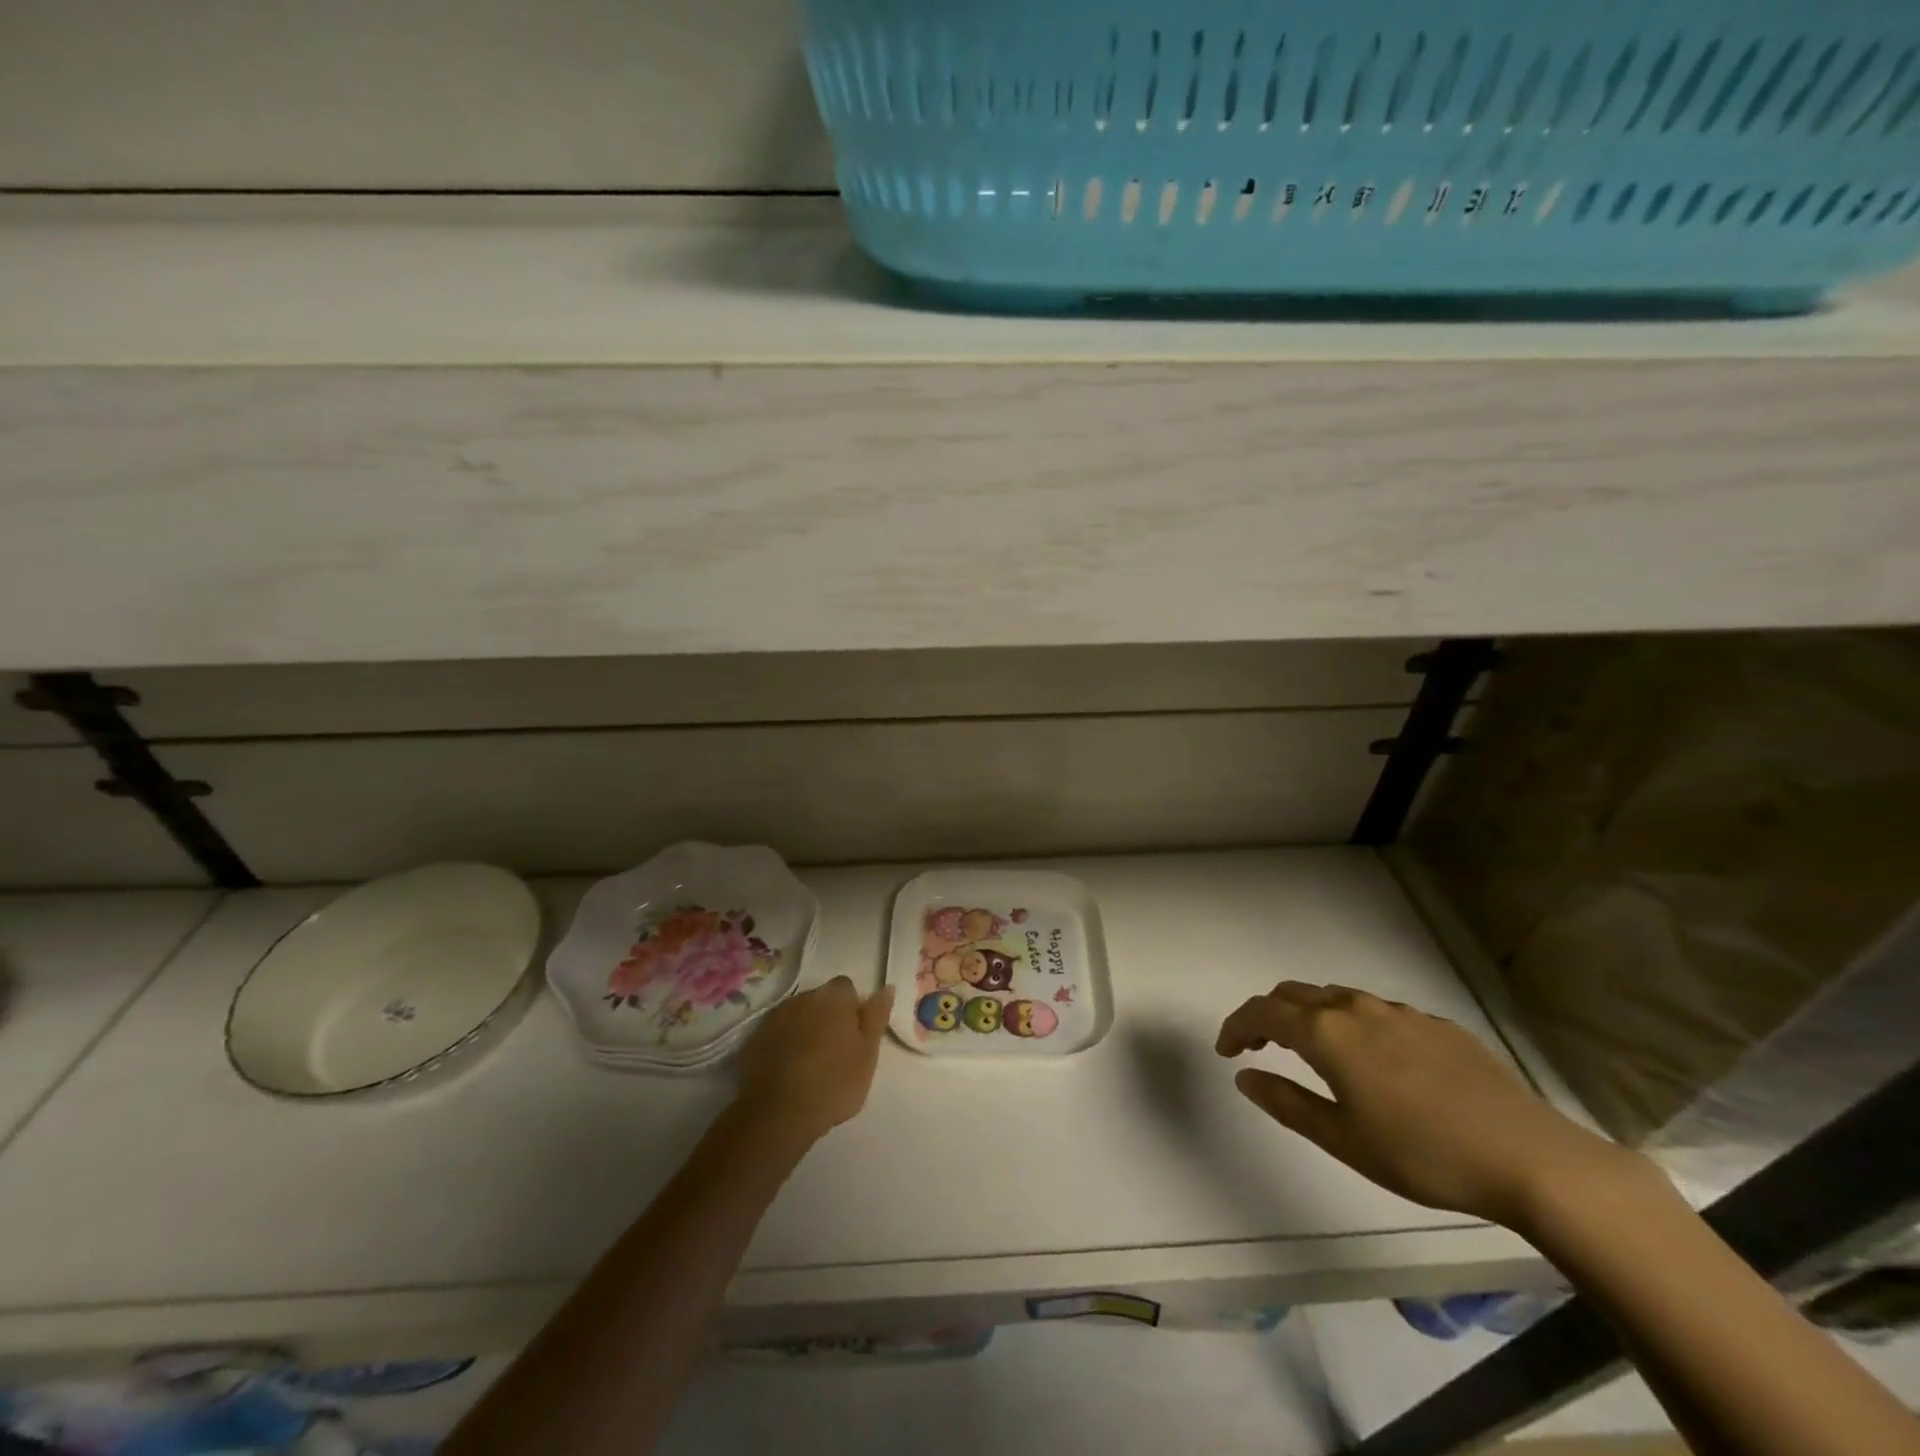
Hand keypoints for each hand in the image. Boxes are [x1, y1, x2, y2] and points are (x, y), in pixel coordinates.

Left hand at [735, 977, 892, 1145]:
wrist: (777, 1113)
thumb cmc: (833, 1083)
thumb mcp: (867, 1053)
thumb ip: (877, 1016)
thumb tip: (887, 987)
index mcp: (834, 996)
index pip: (847, 988)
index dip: (852, 1009)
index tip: (855, 1036)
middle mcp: (803, 997)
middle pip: (821, 1000)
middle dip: (828, 1017)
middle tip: (835, 1052)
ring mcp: (775, 1016)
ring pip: (798, 1016)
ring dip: (805, 1030)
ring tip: (810, 1064)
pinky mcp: (754, 1038)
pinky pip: (777, 1034)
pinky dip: (784, 1044)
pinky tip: (788, 1071)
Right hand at [1216, 982, 1639, 1227]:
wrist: (1530, 1158)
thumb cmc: (1422, 1153)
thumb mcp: (1342, 1139)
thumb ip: (1286, 1102)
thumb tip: (1245, 1075)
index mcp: (1327, 1032)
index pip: (1262, 1011)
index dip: (1236, 1026)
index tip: (1226, 1051)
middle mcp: (1356, 1008)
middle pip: (1294, 993)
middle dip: (1269, 1014)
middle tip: (1261, 1047)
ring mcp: (1399, 1011)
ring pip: (1336, 997)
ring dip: (1310, 1015)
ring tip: (1313, 1052)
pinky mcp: (1436, 1024)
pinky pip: (1376, 1011)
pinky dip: (1352, 1023)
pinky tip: (1374, 1062)